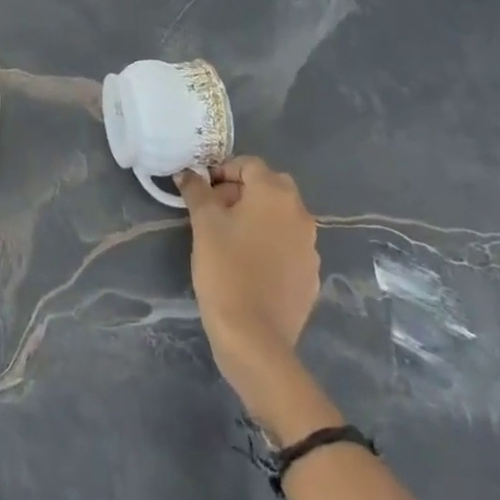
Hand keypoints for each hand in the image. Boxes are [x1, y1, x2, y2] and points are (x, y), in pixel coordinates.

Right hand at [179, 156, 319, 374]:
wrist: (254, 335)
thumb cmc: (225, 268)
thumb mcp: (203, 223)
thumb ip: (196, 191)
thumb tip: (187, 174)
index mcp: (275, 195)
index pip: (250, 165)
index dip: (223, 171)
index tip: (202, 190)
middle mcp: (300, 214)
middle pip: (270, 187)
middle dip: (242, 191)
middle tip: (214, 210)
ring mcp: (311, 246)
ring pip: (281, 217)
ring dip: (257, 217)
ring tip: (229, 238)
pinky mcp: (311, 275)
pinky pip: (288, 245)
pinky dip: (269, 244)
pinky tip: (248, 264)